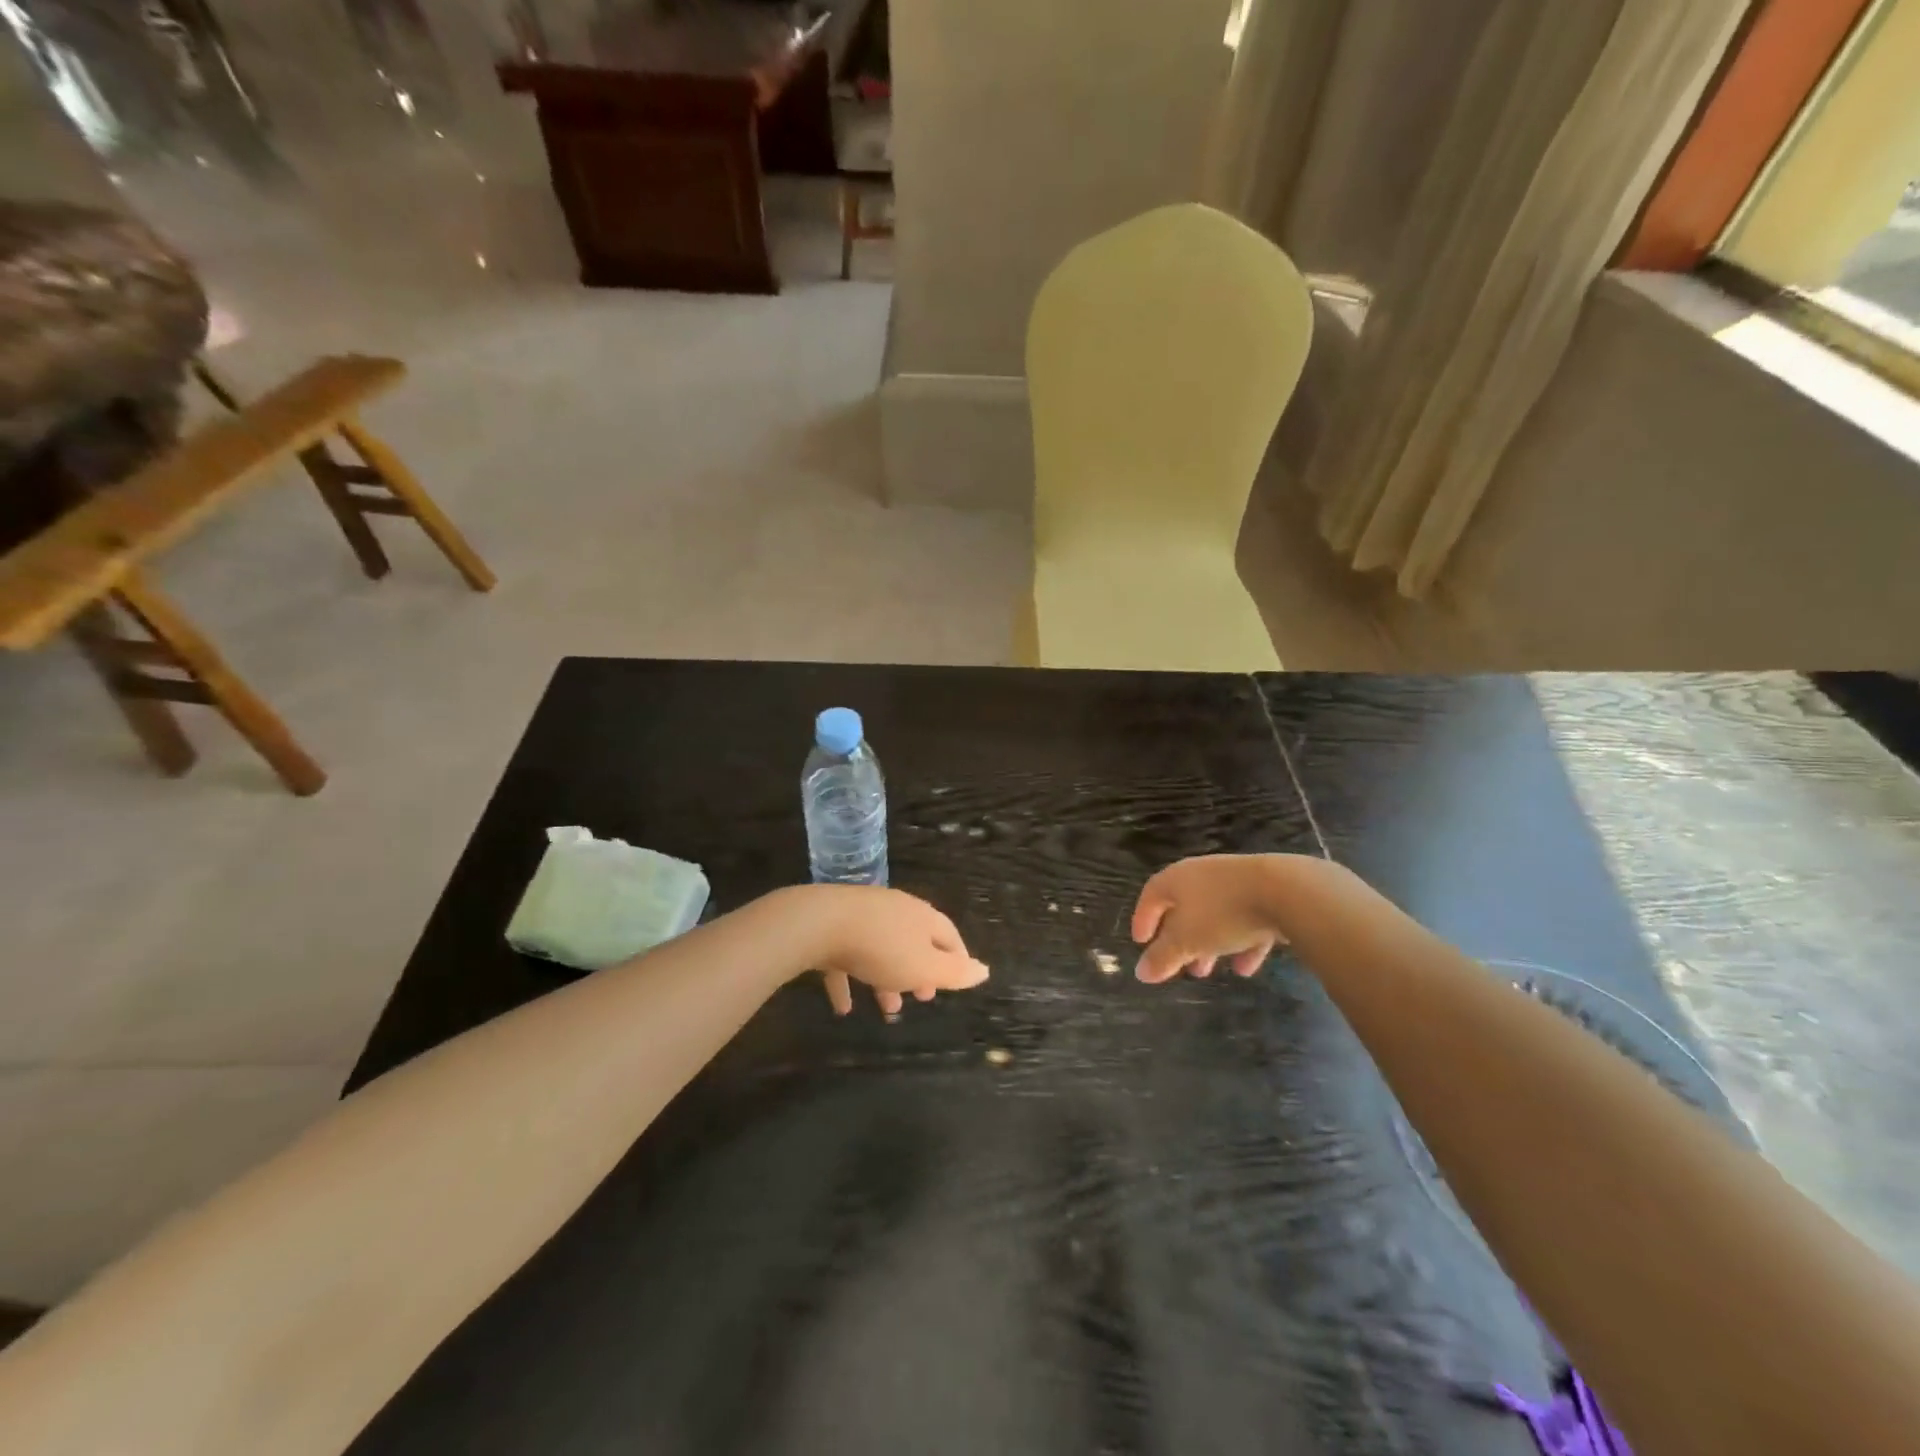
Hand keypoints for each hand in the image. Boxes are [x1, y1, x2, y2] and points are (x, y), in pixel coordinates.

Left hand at [804, 884, 989, 1017]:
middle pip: (915, 941)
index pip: (949, 935)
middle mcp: (895, 911)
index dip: (956, 959)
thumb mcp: (924, 966)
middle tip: (922, 997)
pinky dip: (849, 981)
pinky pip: (846, 957)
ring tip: (887, 1009)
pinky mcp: (832, 927)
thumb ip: (955, 972)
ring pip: (882, 950)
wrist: (819, 923)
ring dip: (887, 980)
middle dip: (920, 971)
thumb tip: (985, 970)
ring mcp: (862, 916)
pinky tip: (843, 1008)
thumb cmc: (882, 948)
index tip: (956, 982)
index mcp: (922, 917)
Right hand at [1131, 854, 1286, 982]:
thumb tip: (1140, 973)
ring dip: (1209, 944)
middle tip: (1179, 966)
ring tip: (1208, 971)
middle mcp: (1203, 875)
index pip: (1151, 895)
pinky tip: (1245, 968)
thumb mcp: (1186, 941)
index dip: (1143, 918)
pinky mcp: (1266, 892)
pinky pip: (1245, 920)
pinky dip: (1241, 943)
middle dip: (1180, 940)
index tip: (1141, 942)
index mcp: (1178, 878)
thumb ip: (1162, 957)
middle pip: (1184, 908)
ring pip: (1215, 916)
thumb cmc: (1222, 913)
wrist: (1286, 891)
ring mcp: (1236, 882)